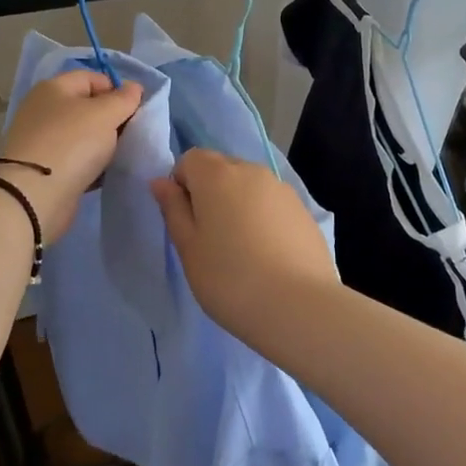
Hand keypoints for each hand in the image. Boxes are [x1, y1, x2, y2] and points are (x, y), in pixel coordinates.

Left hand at [0, 70, 143, 235]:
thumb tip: (133, 87)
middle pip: (88, 107)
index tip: (135, 111)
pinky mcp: (45, 168)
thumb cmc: (71, 143)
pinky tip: (105, 174)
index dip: (117, 90)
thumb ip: (124, 99)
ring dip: (104, 144)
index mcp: (54, 88)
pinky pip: (76, 159)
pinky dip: (91, 165)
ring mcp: (42, 140)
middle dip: (113, 119)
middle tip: (131, 135)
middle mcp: (44, 110)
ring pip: (84, 135)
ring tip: (121, 156)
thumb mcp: (105, 114)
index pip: (93, 78)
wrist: (34, 196)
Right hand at [150, 149, 339, 338]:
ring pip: (249, 185)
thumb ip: (173, 209)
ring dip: (238, 204)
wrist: (299, 306)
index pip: (190, 159)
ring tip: (241, 250)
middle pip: (221, 168)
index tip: (186, 222)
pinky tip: (268, 255)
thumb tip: (161, 182)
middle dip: (210, 192)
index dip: (182, 185)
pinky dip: (263, 218)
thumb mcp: (189, 248)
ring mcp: (282, 188)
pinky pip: (272, 203)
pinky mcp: (303, 210)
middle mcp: (251, 171)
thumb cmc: (230, 279)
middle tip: (210, 238)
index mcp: (217, 175)